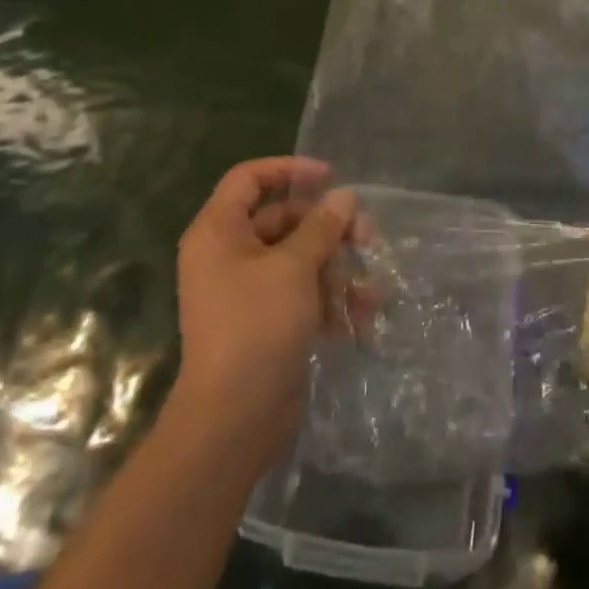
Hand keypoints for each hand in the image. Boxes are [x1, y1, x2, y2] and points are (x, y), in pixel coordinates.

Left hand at [172, 157, 353, 470]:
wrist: (234, 419)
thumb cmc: (257, 326)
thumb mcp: (294, 267)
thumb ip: (321, 227)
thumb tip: (343, 196)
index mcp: (219, 232)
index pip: (249, 178)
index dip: (289, 169)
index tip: (331, 176)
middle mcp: (228, 254)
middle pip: (283, 219)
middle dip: (328, 228)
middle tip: (367, 236)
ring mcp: (247, 290)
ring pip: (298, 259)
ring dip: (336, 268)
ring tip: (370, 288)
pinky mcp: (266, 321)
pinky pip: (300, 293)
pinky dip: (329, 299)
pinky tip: (361, 316)